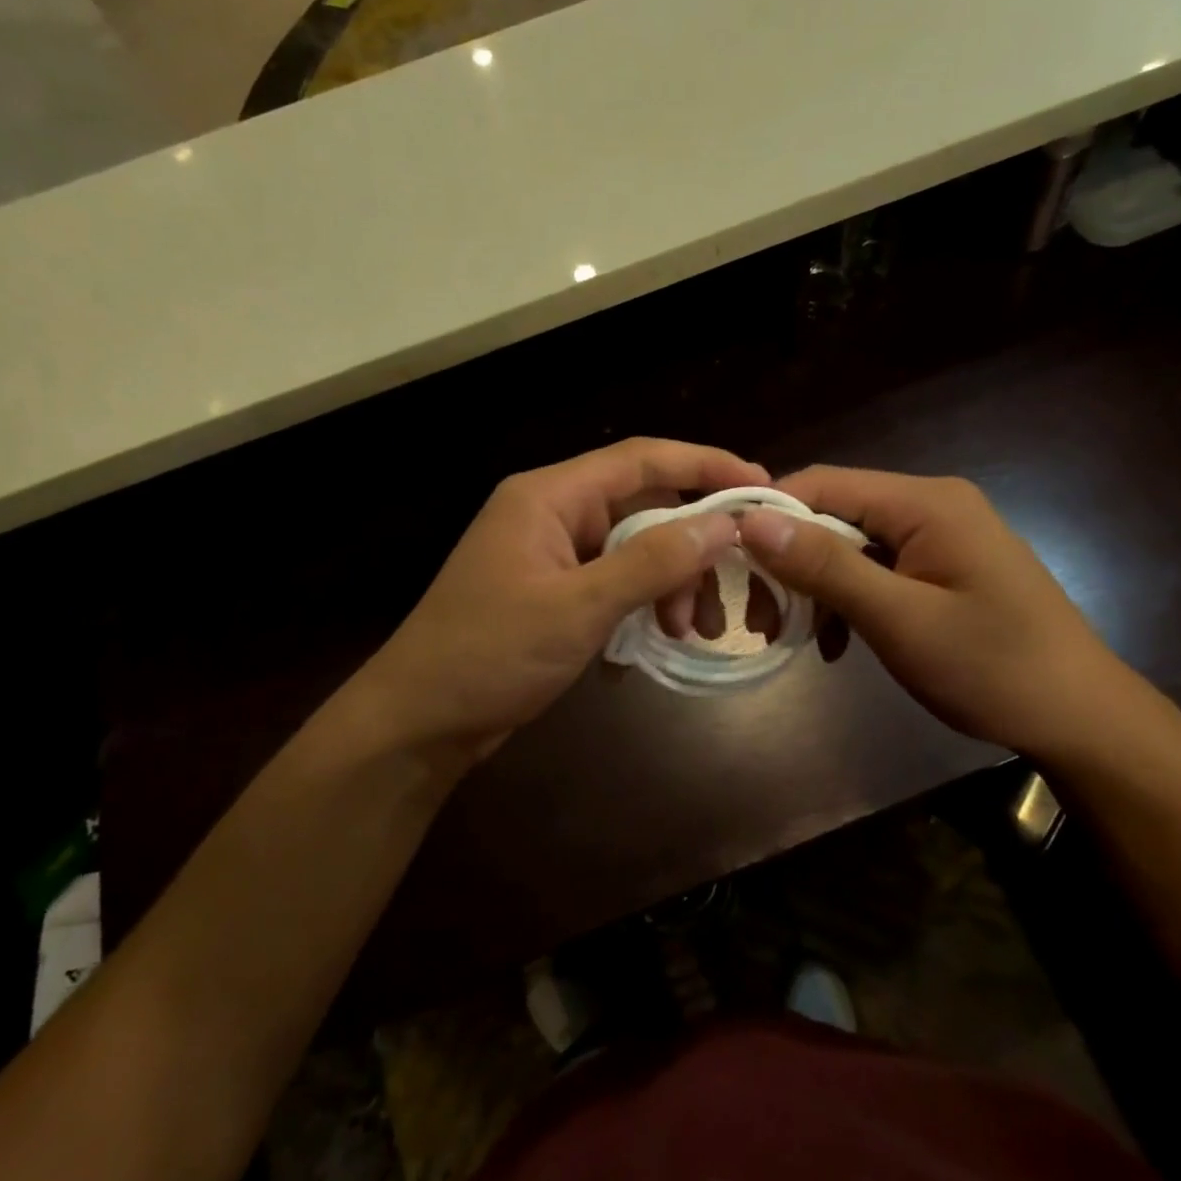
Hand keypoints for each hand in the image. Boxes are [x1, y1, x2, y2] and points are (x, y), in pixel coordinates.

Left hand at [350, 438, 765, 761]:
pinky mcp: (553, 592)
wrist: (420, 721)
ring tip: (690, 631)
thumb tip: (724, 524)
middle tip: (727, 589)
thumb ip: (653, 561)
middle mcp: (552, 513)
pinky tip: (658, 638)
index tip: (760, 487)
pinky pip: (614, 581)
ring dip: (669, 583)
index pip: (641, 459)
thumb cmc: (490, 654)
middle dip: (689, 546)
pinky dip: (642, 603)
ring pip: (633, 549)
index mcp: (549, 496)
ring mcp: (552, 554)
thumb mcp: (579, 607)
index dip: (705, 465)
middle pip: (642, 507)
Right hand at [738, 466, 1133, 758]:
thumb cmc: (992, 668)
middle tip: (760, 617)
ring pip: (850, 545)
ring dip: (815, 586)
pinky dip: (847, 600)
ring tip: (788, 635)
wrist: (1081, 718)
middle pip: (834, 514)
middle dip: (790, 561)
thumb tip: (752, 520)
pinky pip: (876, 569)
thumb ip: (827, 566)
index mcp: (925, 502)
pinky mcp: (942, 567)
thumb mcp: (900, 620)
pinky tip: (834, 642)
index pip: (823, 483)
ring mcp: (939, 536)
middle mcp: (930, 504)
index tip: (727, 562)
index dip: (769, 514)